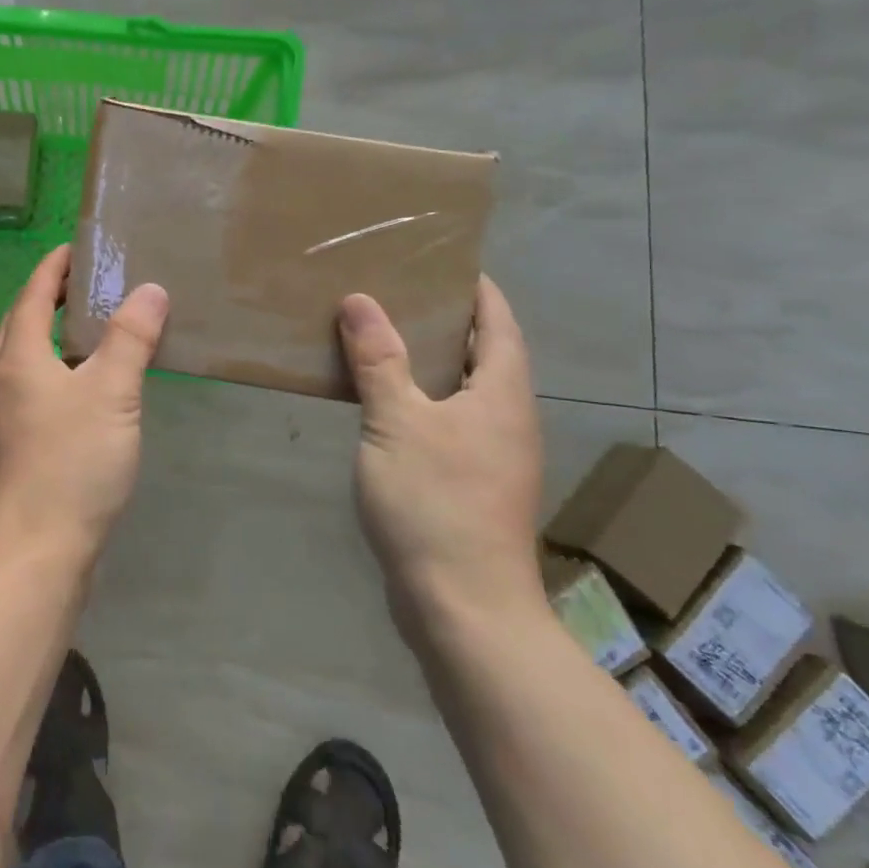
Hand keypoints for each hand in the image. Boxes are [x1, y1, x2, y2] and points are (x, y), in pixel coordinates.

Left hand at [0, 246, 168, 566]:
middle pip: (21, 325)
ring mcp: (4, 419)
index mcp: (18, 359)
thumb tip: (149, 290)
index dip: (53, 268)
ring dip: (53, 338)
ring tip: (93, 332)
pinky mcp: (16, 450)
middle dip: (48, 298)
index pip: (32, 296)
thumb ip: (130, 339)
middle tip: (86, 285)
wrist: (35, 553)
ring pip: (26, 361)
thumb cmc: (71, 464)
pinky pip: (35, 392)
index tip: (75, 248)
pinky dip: (58, 373)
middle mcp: (2, 383)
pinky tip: (86, 391)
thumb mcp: (111, 394)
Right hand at [338, 276, 546, 636]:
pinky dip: (418, 399)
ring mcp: (492, 456)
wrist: (463, 607)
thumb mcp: (397, 422)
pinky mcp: (470, 485)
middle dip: (444, 320)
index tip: (439, 260)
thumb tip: (361, 300)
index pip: (498, 322)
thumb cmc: (435, 503)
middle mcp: (507, 419)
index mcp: (502, 395)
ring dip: (428, 362)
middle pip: (483, 353)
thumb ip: (379, 360)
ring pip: (462, 390)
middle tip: (392, 292)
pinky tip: (381, 404)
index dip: (475, 289)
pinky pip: (445, 422)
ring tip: (379, 338)